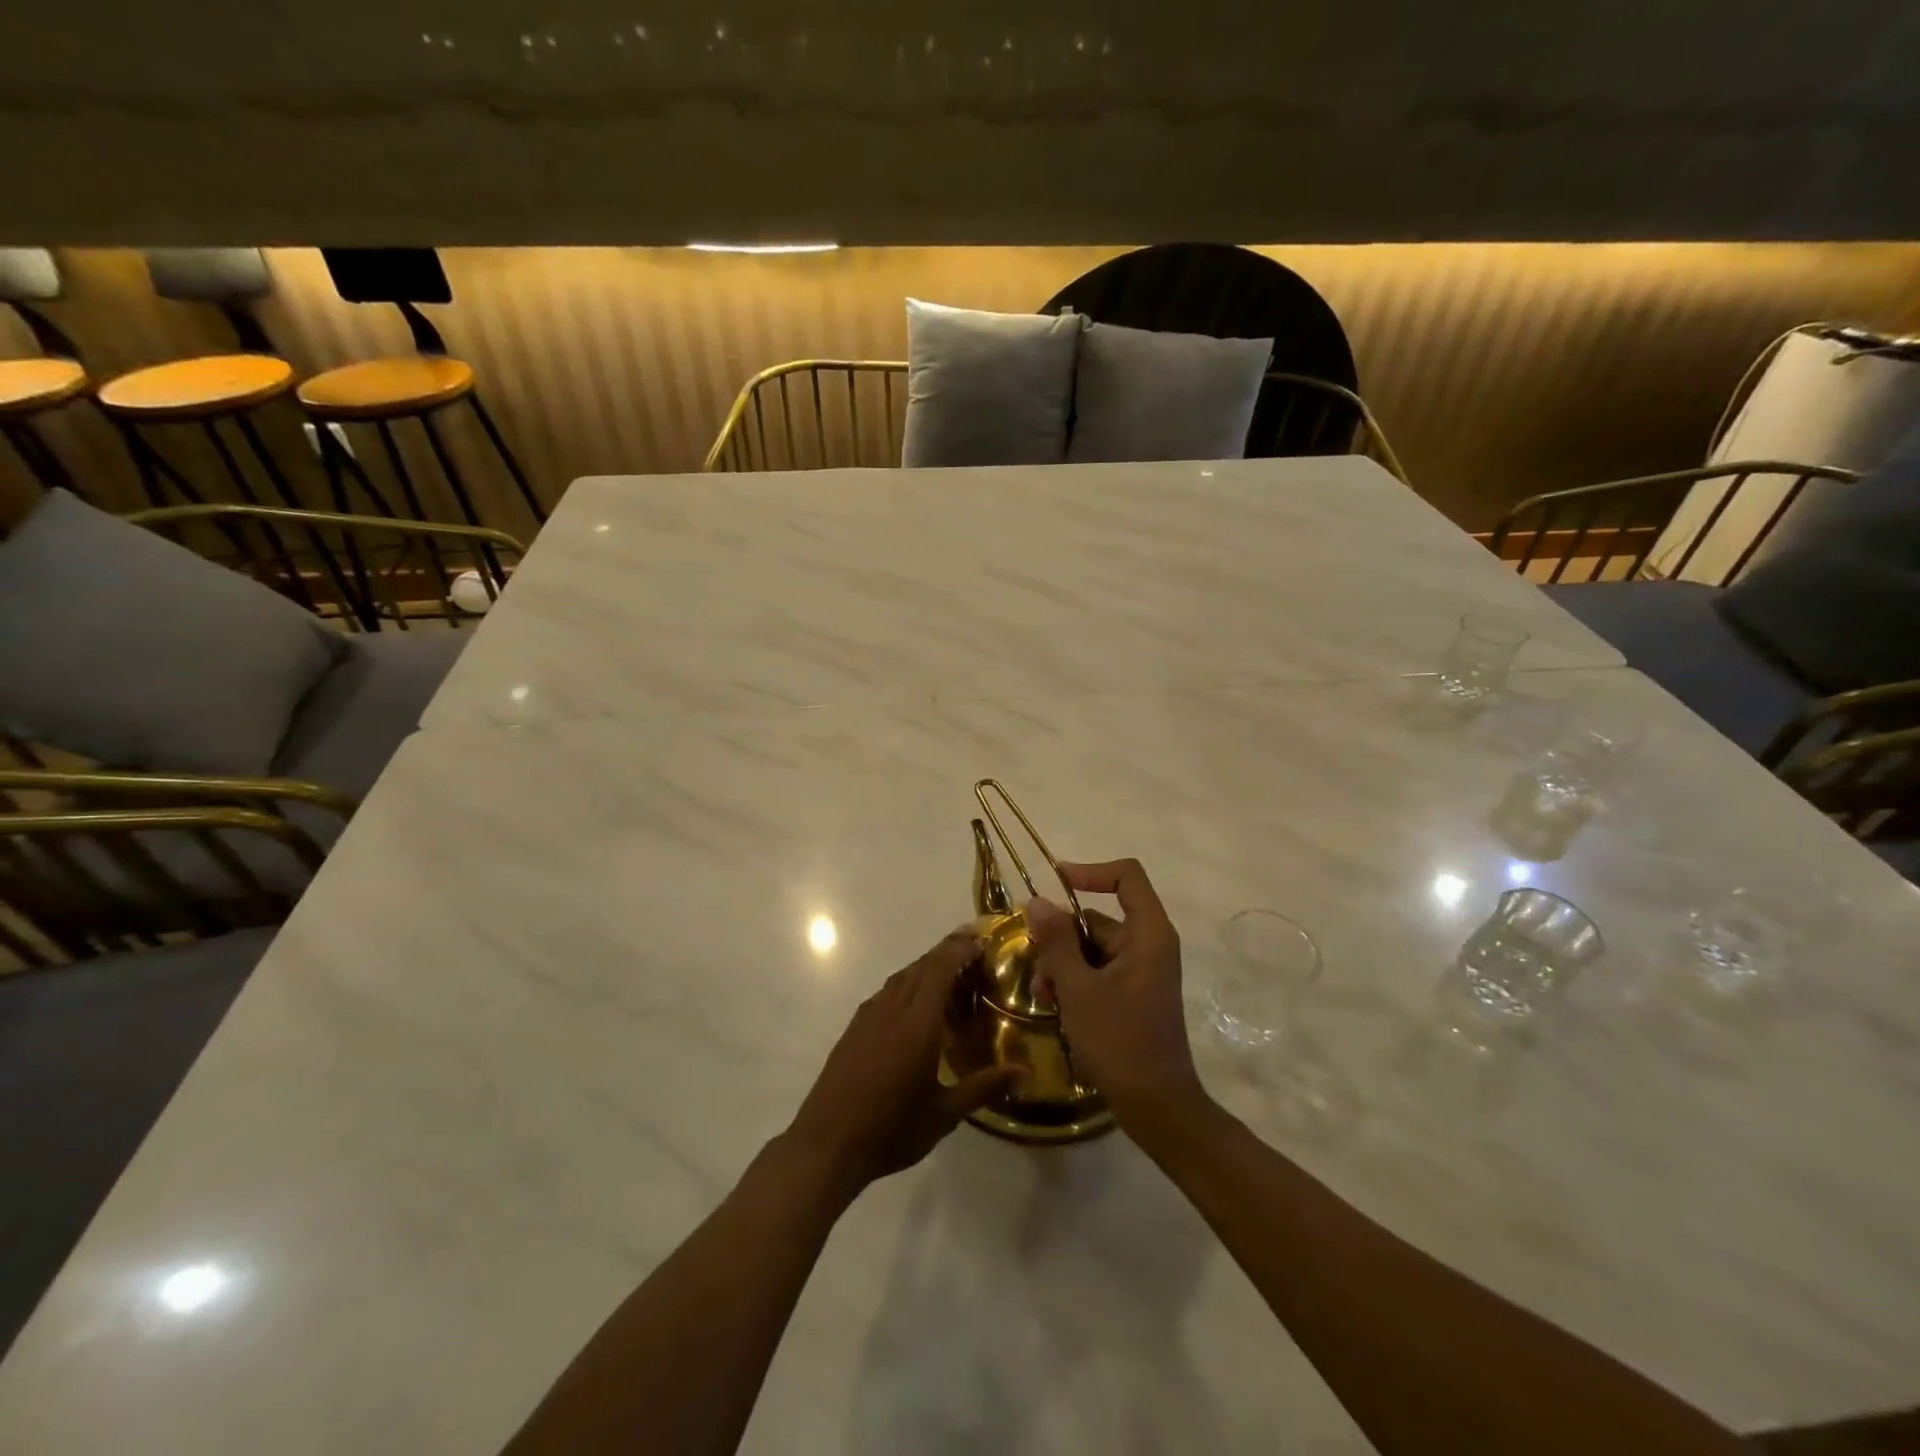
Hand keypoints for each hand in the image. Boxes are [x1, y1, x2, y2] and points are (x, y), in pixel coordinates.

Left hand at [784, 929, 1021, 1194]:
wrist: (827, 1144)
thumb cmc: (890, 1130)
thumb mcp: (944, 1114)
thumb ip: (984, 1088)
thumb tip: (1026, 1072)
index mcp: (917, 1024)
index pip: (940, 970)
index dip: (960, 950)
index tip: (981, 939)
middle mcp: (892, 1010)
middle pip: (921, 966)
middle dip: (947, 950)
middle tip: (973, 946)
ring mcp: (869, 1016)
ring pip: (902, 976)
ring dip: (926, 965)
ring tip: (949, 970)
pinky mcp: (854, 1028)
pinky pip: (887, 991)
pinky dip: (908, 983)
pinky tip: (914, 1001)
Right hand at [1027, 860, 1211, 1132]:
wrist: (1157, 1107)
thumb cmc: (1120, 1042)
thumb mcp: (1078, 989)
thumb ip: (1056, 942)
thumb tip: (1037, 901)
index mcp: (1148, 934)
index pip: (1127, 876)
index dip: (1090, 871)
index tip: (1054, 882)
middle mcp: (1148, 945)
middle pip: (1098, 918)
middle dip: (1061, 939)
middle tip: (1037, 970)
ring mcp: (1141, 971)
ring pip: (1091, 948)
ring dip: (1062, 965)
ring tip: (1043, 997)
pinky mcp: (1132, 994)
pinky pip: (1097, 971)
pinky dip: (1074, 982)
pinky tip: (1054, 1006)